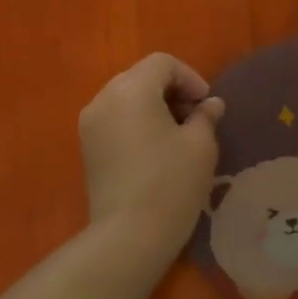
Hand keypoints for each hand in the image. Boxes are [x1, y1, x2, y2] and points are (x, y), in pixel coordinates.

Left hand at [79, 53, 224, 253]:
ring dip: (154, 107)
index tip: (207, 106)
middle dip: (172, 91)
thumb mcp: (200, 145)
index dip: (191, 78)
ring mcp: (90, 125)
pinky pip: (115, 121)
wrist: (128, 235)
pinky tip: (156, 151)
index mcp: (131, 89)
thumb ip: (206, 116)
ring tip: (178, 136)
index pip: (162, 63)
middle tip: (196, 118)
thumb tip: (210, 105)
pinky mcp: (87, 149)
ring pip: (126, 99)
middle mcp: (103, 99)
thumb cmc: (171, 182)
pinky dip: (137, 124)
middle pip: (141, 77)